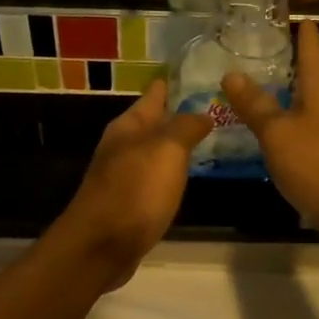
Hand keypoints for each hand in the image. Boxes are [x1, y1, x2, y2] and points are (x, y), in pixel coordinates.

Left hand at [50, 80, 211, 289]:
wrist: (101, 247)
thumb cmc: (135, 191)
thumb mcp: (166, 150)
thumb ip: (185, 127)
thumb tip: (202, 113)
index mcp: (128, 126)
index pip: (154, 94)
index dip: (175, 82)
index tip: (201, 71)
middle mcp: (123, 145)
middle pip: (154, 122)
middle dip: (180, 114)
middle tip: (217, 106)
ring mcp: (123, 175)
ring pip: (156, 150)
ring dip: (177, 144)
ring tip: (209, 138)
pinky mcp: (128, 202)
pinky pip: (155, 177)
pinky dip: (172, 171)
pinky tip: (187, 176)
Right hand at [222, 23, 318, 244]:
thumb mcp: (278, 133)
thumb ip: (255, 104)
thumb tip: (232, 73)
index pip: (309, 39)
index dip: (292, 22)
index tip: (266, 10)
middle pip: (308, 66)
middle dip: (280, 56)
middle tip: (241, 47)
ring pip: (307, 95)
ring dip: (282, 88)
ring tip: (247, 83)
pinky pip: (308, 121)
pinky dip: (287, 116)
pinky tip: (266, 125)